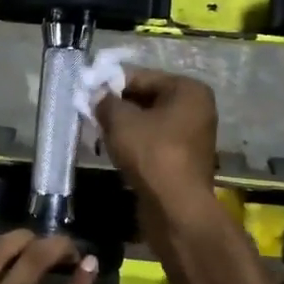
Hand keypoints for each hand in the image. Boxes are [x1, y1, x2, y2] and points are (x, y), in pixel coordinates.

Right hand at [95, 68, 219, 235]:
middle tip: (90, 114)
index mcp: (188, 90)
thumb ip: (106, 102)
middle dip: (117, 106)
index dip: (111, 84)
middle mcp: (196, 108)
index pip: (141, 77)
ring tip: (99, 134)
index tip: (87, 93)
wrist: (175, 206)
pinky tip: (114, 151)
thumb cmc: (151, 153)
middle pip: (147, 99)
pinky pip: (154, 142)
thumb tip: (97, 96)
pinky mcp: (184, 159)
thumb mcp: (121, 121)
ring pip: (149, 122)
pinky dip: (134, 144)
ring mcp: (193, 135)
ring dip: (124, 127)